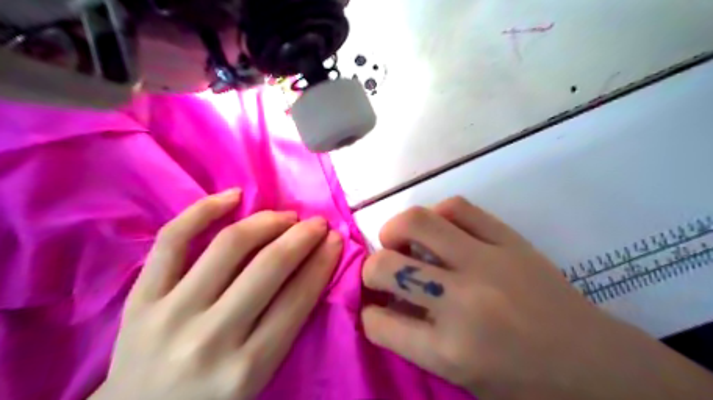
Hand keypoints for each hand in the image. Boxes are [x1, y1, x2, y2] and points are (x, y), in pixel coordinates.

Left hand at [92, 189, 341, 399]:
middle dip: (303, 236)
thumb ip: (287, 328)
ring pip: (230, 245)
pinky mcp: (141, 297)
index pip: (299, 298)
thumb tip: (312, 270)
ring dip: (268, 221)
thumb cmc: (211, 399)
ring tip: (287, 216)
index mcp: (248, 368)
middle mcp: (212, 337)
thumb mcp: (260, 379)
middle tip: (318, 223)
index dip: (323, 261)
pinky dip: (205, 210)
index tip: (336, 239)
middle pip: (270, 266)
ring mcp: (171, 312)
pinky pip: (173, 239)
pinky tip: (234, 196)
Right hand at [363, 197, 712, 399]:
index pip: (379, 323)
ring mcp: (487, 262)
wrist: (599, 365)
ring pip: (418, 222)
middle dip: (371, 270)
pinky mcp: (509, 239)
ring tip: (400, 242)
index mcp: (451, 351)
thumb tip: (386, 305)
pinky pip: (458, 208)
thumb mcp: (463, 380)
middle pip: (386, 266)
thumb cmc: (529, 386)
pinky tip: (439, 229)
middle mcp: (462, 301)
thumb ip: (418, 342)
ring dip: (395, 231)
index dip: (369, 316)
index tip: (374, 310)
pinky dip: (437, 214)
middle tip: (381, 273)